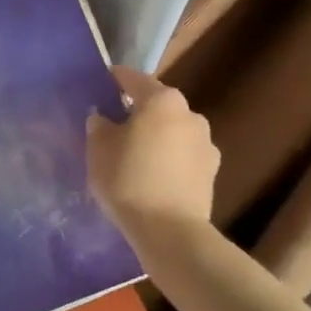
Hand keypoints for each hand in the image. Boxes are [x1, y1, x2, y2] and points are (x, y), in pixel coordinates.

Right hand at [87, 66, 219, 233]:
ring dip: (156, 135)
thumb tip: (103, 117)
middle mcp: (190, 114)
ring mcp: (206, 143)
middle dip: (137, 111)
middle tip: (114, 125)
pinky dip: (168, 158)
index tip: (99, 84)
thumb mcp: (98, 149)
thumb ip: (99, 125)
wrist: (170, 231)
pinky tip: (153, 175)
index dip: (114, 79)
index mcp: (162, 101)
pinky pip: (182, 155)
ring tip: (134, 154)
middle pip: (157, 105)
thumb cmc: (128, 180)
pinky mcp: (212, 171)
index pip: (133, 79)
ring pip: (172, 130)